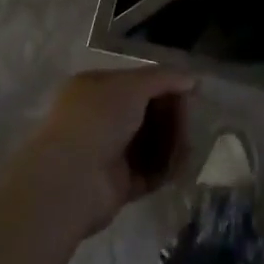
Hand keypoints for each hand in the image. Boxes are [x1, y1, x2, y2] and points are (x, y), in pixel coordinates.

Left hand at [12, 66, 196, 238]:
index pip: (138, 82)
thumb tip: (192, 79)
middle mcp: (100, 118)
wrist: (72, 180)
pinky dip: (166, 168)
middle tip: (189, 122)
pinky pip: (149, 172)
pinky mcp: (117, 185)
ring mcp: (108, 153)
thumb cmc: (98, 119)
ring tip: (188, 147)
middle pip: (146, 113)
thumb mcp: (132, 85)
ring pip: (149, 143)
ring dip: (171, 143)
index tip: (190, 92)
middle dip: (171, 117)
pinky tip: (182, 165)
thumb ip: (164, 78)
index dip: (165, 86)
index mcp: (96, 88)